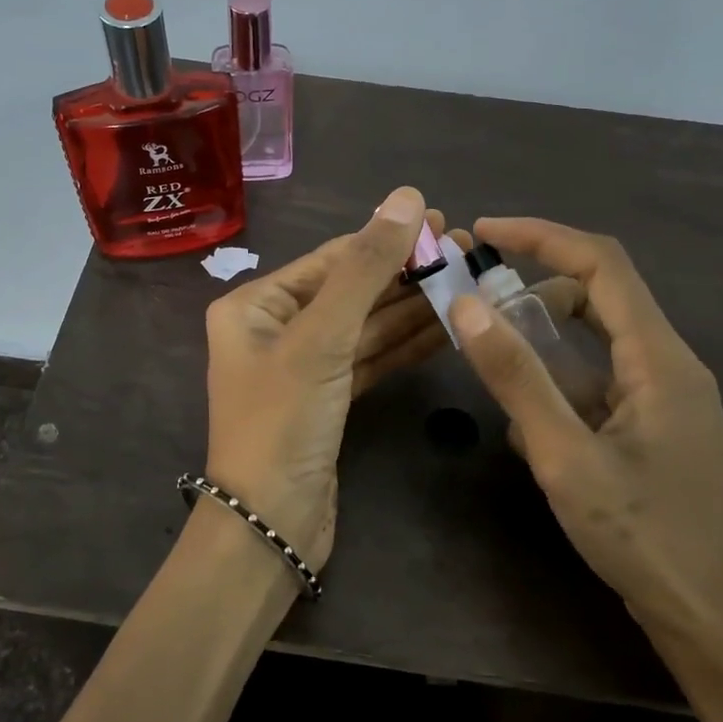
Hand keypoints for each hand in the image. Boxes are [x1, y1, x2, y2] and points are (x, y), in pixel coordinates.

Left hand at [201, 187, 438, 568]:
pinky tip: (448, 326)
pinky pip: (371, 360)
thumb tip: (404, 196)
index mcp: (255, 306)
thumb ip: (365, 269)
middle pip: (350, 291)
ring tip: (467, 280)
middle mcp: (275, 331)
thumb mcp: (321, 338)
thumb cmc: (282, 422)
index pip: (329, 260)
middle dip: (404, 272)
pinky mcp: (330, 401)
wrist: (271, 524)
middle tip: (464, 250)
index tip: (437, 220)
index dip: (384, 239)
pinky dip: (406, 345)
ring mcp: (304, 368)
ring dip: (413, 307)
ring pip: (366, 327)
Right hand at [451, 217, 722, 662]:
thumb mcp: (565, 457)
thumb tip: (468, 306)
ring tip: (494, 370)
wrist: (716, 622)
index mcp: (660, 358)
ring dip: (544, 343)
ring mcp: (666, 400)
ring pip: (597, 344)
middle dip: (536, 290)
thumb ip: (517, 378)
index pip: (604, 264)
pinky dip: (560, 386)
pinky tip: (528, 429)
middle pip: (601, 297)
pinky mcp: (656, 431)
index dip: (543, 236)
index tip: (487, 231)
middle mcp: (669, 365)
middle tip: (478, 306)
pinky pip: (601, 385)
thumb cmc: (644, 537)